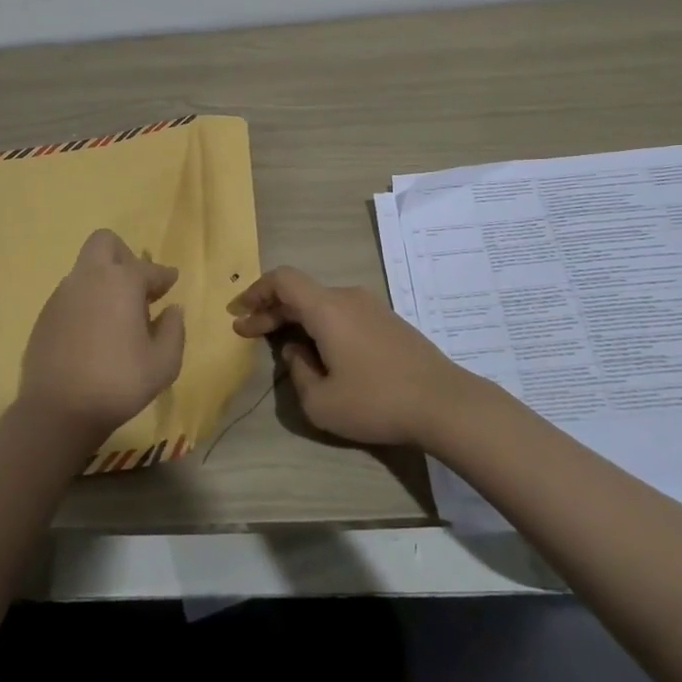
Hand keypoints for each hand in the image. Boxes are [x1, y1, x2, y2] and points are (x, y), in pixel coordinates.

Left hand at [17, 229, 186, 445]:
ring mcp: (62, 295)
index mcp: (122, 282)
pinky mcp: (44, 316)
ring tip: (117, 316)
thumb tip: (172, 310)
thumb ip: (174, 330)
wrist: (57, 412)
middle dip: (124, 256)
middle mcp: (90, 278)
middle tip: (137, 287)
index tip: (171, 283)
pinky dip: (86, 303)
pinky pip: (71, 295)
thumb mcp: (163, 364)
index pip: (149, 268)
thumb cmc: (118, 383)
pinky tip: (93, 334)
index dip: (163, 276)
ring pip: (85, 270)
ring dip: (103, 281)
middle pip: (105, 243)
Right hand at [230, 266, 470, 447]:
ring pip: (321, 302)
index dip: (255, 291)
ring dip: (296, 318)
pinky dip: (320, 324)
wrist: (444, 402)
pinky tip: (319, 350)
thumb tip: (297, 350)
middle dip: (270, 310)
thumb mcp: (321, 402)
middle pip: (300, 292)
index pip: (282, 279)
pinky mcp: (388, 321)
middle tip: (247, 332)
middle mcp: (347, 297)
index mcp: (327, 308)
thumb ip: (298, 372)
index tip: (238, 312)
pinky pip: (342, 312)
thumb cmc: (376, 400)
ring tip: (281, 344)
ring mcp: (371, 306)